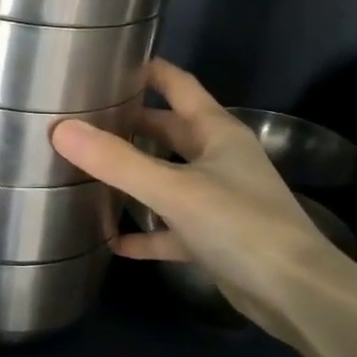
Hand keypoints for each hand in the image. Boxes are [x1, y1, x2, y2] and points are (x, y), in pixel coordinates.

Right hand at [49, 59, 356, 333]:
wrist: (296, 294)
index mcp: (216, 132)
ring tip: (86, 170)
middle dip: (129, 124)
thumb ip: (116, 161)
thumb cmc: (239, 225)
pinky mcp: (213, 238)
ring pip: (166, 178)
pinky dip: (145, 232)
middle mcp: (218, 158)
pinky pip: (170, 228)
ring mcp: (217, 199)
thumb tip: (60, 130)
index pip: (178, 85)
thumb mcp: (173, 189)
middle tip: (82, 119)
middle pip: (168, 130)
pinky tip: (112, 241)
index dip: (147, 70)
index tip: (107, 62)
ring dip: (133, 176)